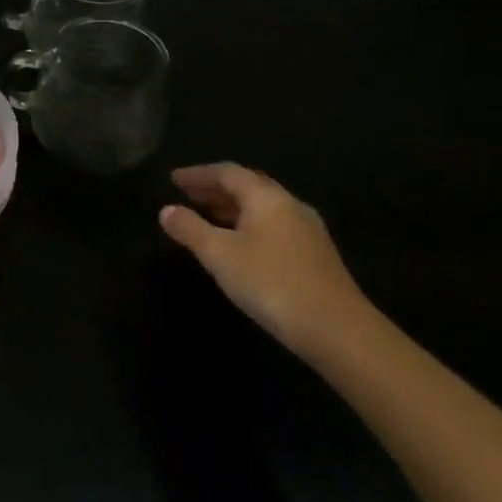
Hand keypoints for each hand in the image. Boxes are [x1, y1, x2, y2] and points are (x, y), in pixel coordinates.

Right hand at [159, 163, 380, 360]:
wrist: (336, 328)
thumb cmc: (271, 282)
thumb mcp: (220, 255)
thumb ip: (190, 229)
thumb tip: (166, 210)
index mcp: (268, 198)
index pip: (228, 173)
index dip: (198, 174)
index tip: (173, 179)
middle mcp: (290, 206)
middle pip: (249, 187)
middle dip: (216, 189)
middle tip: (188, 195)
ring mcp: (307, 231)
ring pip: (263, 208)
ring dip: (232, 208)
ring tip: (206, 217)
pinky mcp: (314, 255)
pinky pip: (273, 227)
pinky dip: (248, 226)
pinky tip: (238, 245)